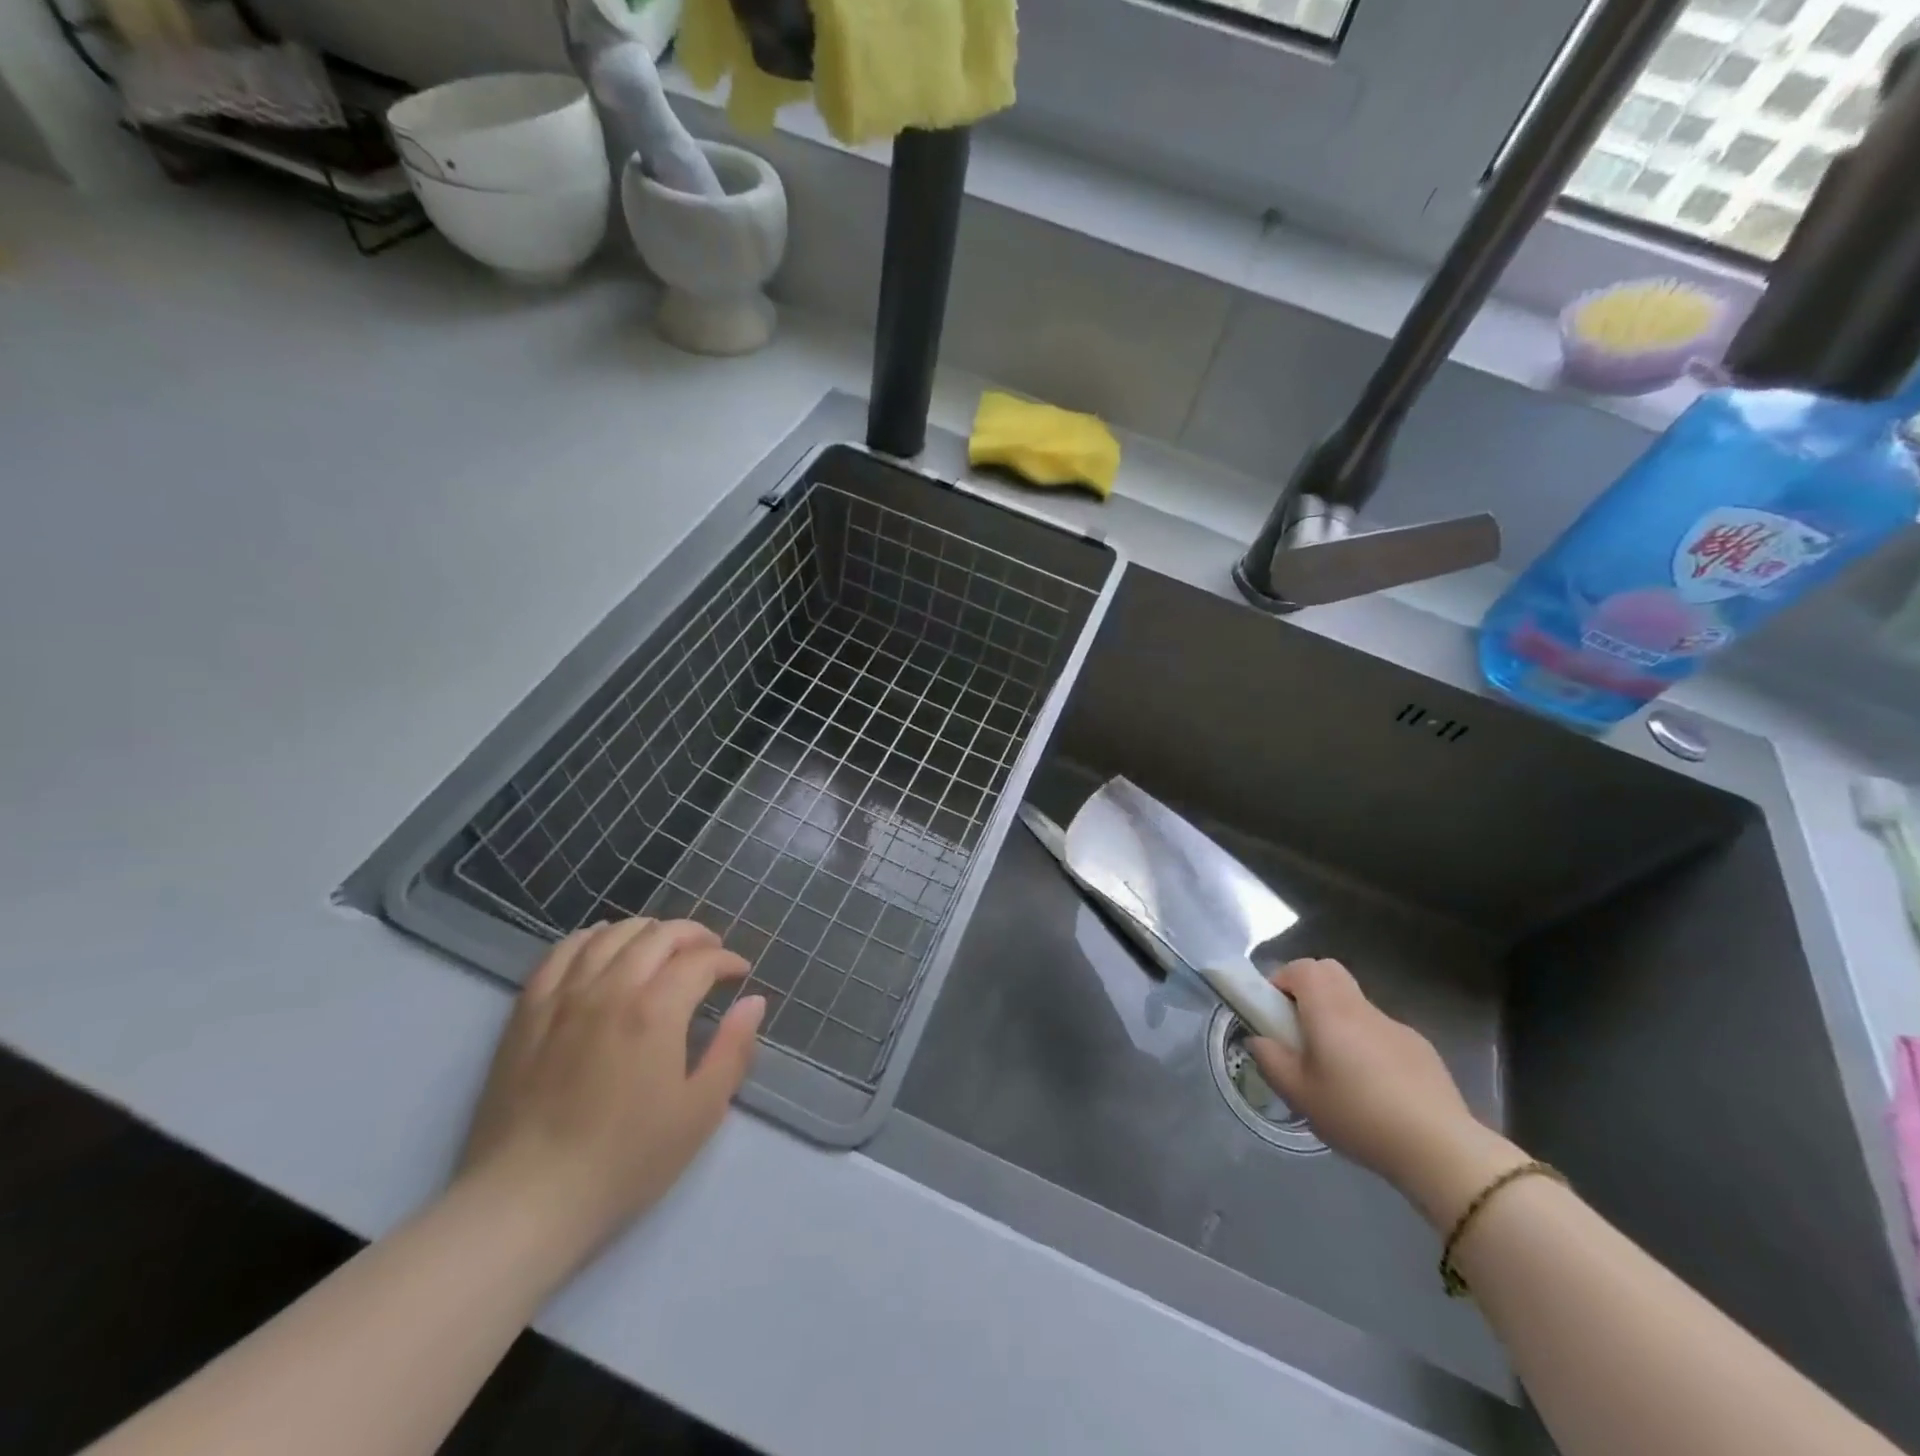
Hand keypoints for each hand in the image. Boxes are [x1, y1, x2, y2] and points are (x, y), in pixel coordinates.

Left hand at [456, 918, 764, 1263]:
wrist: (525, 1201)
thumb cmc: (625, 1161)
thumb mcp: (700, 1113)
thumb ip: (733, 1050)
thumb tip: (754, 1002)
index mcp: (656, 1010)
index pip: (700, 960)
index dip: (726, 961)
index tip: (739, 974)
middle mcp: (610, 988)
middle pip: (658, 934)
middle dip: (693, 936)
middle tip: (709, 955)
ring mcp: (564, 996)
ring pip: (611, 934)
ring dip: (646, 931)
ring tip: (661, 948)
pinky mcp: (528, 1011)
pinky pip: (562, 952)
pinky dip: (591, 939)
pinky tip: (602, 949)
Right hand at [1246, 958, 1522, 1225]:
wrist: (1440, 1148)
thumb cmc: (1358, 1114)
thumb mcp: (1299, 1094)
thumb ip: (1271, 1060)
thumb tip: (1260, 1039)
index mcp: (1329, 1010)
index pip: (1302, 967)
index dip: (1282, 981)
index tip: (1274, 1012)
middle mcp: (1362, 1007)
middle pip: (1330, 973)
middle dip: (1307, 992)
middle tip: (1298, 1031)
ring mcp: (1396, 1026)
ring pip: (1355, 1004)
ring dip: (1338, 1021)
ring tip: (1336, 1070)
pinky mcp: (1421, 1049)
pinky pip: (1381, 1032)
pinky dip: (1367, 1045)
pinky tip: (1374, 1089)